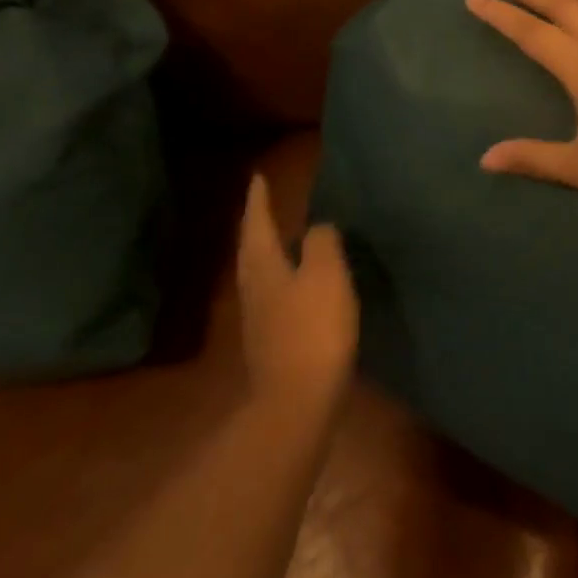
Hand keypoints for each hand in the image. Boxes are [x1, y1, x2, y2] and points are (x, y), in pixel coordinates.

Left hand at [235, 175, 357, 408]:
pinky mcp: (271, 340)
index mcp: (264, 266)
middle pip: (252, 248)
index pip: (257, 222)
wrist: (297, 401)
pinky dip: (283, 276)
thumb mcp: (326, 275)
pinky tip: (298, 282)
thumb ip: (323, 243)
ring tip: (284, 236)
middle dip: (258, 224)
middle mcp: (253, 287)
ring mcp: (259, 317)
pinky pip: (274, 293)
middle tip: (266, 203)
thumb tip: (318, 227)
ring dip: (269, 249)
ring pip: (261, 271)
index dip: (259, 199)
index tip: (259, 176)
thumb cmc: (313, 329)